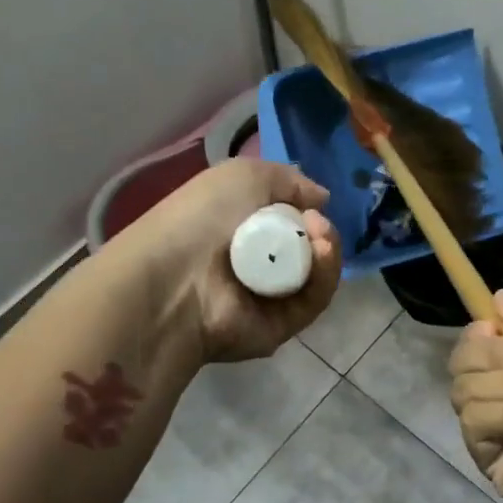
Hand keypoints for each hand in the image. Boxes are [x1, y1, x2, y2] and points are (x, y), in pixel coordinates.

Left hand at [130, 158, 341, 363]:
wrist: (175, 280)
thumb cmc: (200, 219)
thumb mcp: (243, 176)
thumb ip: (288, 180)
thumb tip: (321, 199)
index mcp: (239, 230)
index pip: (288, 221)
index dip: (305, 209)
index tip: (312, 202)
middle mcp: (255, 263)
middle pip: (309, 247)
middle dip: (321, 230)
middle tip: (316, 222)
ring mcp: (269, 298)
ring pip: (317, 274)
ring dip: (328, 250)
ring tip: (320, 235)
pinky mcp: (281, 326)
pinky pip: (314, 300)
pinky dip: (324, 275)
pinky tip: (321, 253)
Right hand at [447, 291, 502, 502]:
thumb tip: (496, 297)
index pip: (471, 344)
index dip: (478, 336)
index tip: (495, 329)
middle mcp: (499, 393)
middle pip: (461, 365)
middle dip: (501, 358)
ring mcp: (494, 430)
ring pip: (465, 393)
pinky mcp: (493, 462)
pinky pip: (475, 425)